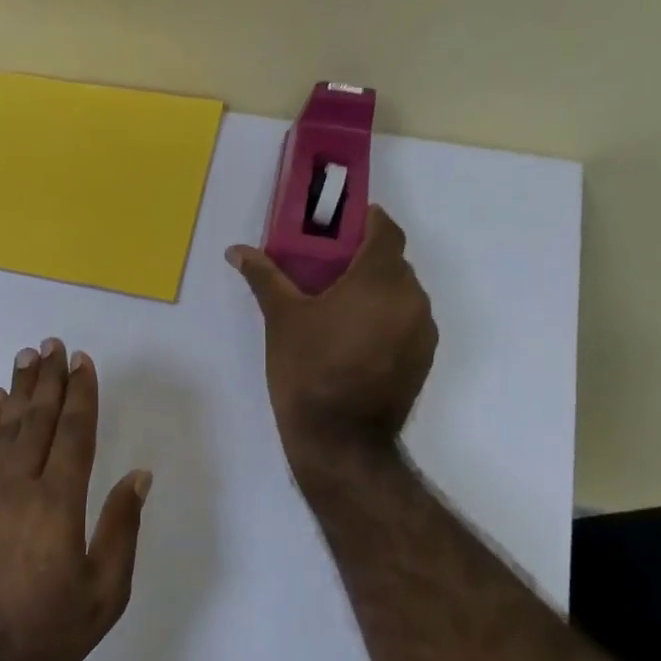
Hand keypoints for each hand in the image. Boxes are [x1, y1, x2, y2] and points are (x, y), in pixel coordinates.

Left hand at [0, 339, 150, 660]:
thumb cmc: (50, 632)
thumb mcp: (106, 591)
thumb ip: (122, 528)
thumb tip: (139, 476)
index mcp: (58, 503)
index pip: (72, 433)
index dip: (80, 395)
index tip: (83, 362)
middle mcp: (19, 486)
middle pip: (36, 420)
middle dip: (47, 380)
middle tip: (51, 344)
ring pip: (4, 429)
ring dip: (16, 391)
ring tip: (24, 359)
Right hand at [226, 205, 438, 477]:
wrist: (340, 438)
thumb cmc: (306, 370)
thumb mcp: (281, 320)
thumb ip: (265, 277)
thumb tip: (236, 250)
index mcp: (379, 279)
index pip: (386, 230)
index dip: (368, 221)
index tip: (342, 228)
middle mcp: (411, 297)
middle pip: (394, 263)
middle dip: (365, 261)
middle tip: (329, 272)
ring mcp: (423, 330)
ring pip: (402, 295)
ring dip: (377, 292)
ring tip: (340, 310)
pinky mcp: (424, 358)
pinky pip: (407, 323)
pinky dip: (386, 320)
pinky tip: (356, 342)